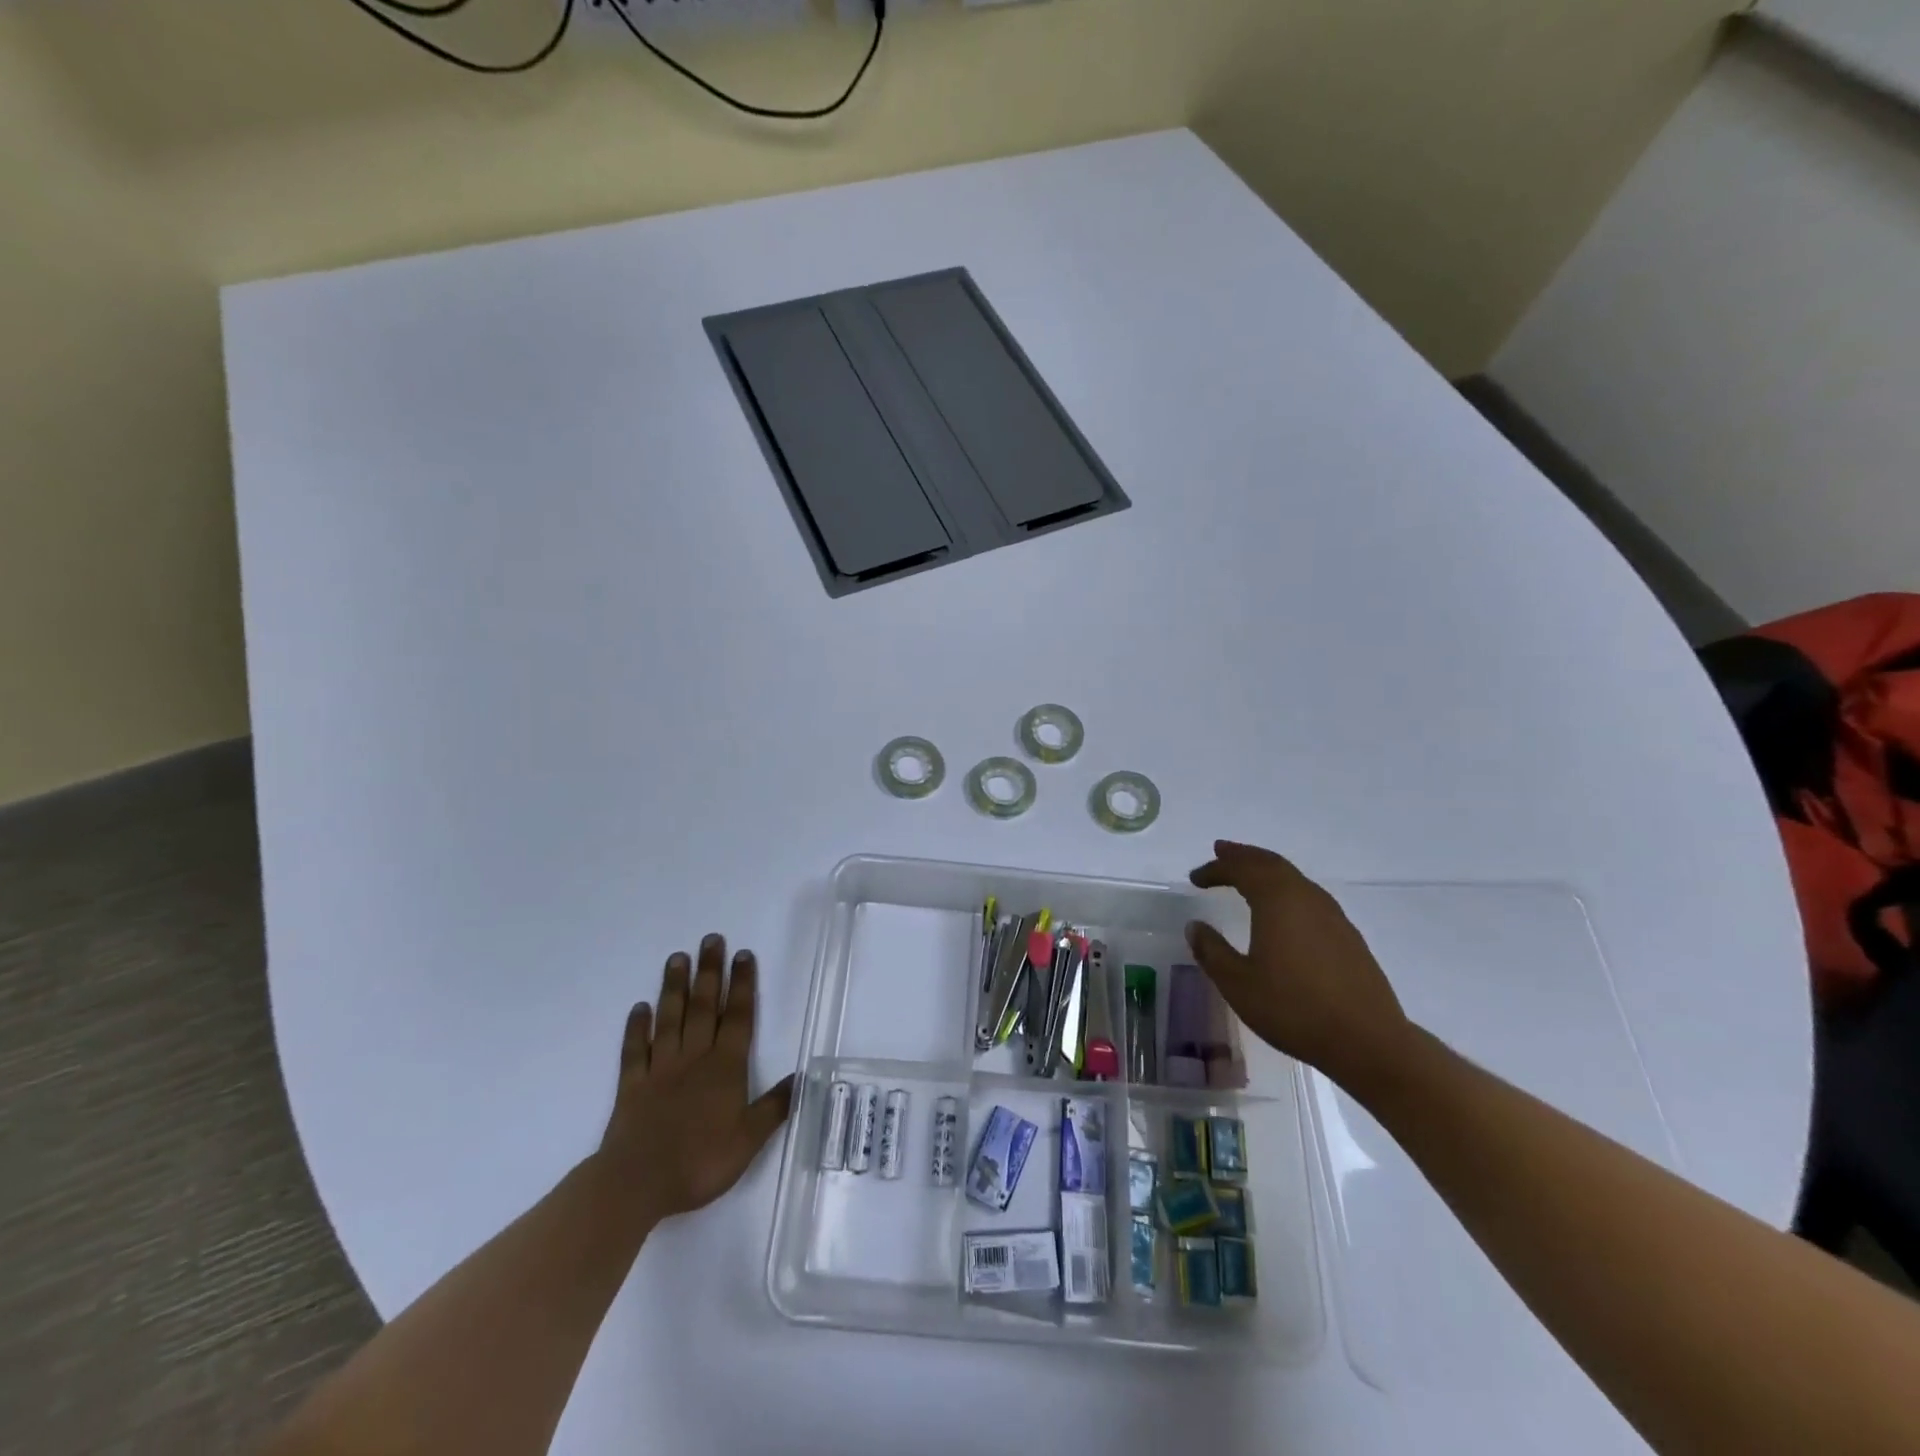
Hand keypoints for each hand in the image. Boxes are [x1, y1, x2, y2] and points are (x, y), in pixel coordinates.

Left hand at [597, 934, 793, 1227]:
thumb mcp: (748, 1141)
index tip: (743, 954)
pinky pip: (634, 1050)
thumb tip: (802, 1077)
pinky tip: (639, 1008)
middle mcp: (694, 1058)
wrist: (636, 1184)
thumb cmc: (699, 1162)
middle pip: (705, 1007)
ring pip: (670, 1019)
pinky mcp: (632, 1085)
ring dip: (675, 988)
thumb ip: (774, 1108)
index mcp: (725, 1068)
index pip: (739, 1017)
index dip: (743, 985)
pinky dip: (636, 1028)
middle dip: (710, 972)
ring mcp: (660, 1069)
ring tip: (677, 958)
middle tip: (711, 939)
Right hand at [1186, 841, 1410, 1087]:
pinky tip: (1283, 910)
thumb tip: (1195, 926)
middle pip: (1271, 864)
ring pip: (1294, 878)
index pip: (1242, 870)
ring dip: (1267, 870)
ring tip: (1248, 875)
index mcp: (1277, 902)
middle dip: (1244, 856)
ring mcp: (1332, 916)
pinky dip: (1287, 890)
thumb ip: (1212, 951)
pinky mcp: (1347, 936)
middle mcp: (1306, 898)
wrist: (1368, 1041)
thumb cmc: (1294, 1009)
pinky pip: (1309, 896)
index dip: (1216, 868)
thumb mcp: (1238, 984)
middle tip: (1222, 852)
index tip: (1195, 878)